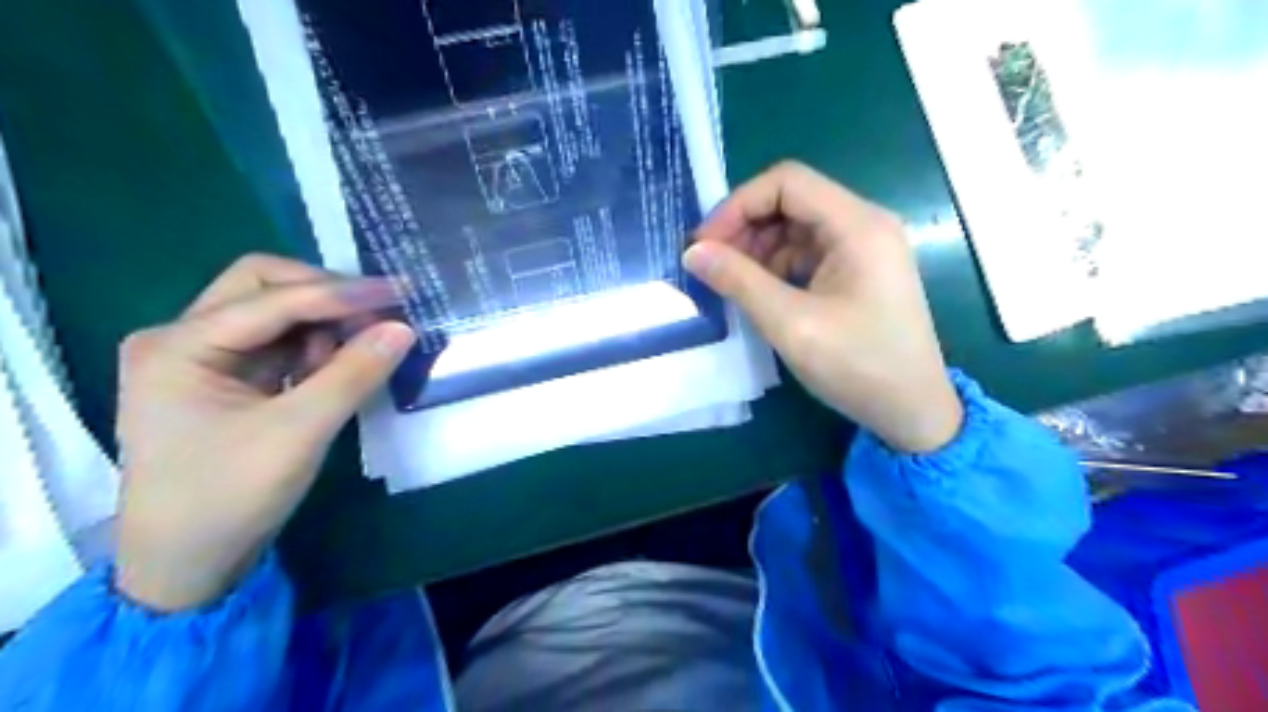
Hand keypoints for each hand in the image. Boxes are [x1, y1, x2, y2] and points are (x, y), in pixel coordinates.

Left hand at [110, 252, 410, 611]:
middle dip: (326, 295)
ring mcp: (202, 358)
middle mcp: (182, 339)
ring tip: (362, 349)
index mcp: (178, 346)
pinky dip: (315, 347)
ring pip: (274, 313)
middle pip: (263, 287)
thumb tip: (403, 328)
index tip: (400, 292)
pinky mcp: (225, 379)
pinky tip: (338, 367)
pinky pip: (278, 343)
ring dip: (324, 322)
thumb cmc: (230, 497)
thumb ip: (353, 374)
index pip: (271, 298)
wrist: (187, 565)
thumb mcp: (299, 433)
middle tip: (380, 313)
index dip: (341, 293)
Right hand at [684, 162, 961, 450]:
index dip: (738, 205)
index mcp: (857, 225)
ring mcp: (863, 249)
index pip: (787, 183)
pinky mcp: (857, 272)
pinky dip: (776, 267)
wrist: (912, 412)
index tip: (705, 243)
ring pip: (796, 228)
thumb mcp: (791, 324)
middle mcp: (863, 225)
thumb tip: (693, 252)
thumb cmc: (857, 366)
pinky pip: (807, 253)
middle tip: (710, 265)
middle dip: (745, 227)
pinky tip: (757, 292)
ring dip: (757, 249)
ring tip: (729, 282)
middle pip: (791, 201)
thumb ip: (739, 281)